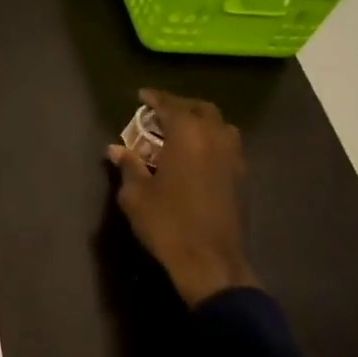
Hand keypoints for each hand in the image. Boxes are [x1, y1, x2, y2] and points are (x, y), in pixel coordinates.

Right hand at [107, 89, 260, 306]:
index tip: (142, 96)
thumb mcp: (136, 196)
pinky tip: (196, 156)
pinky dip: (211, 140)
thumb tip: (116, 149)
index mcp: (188, 135)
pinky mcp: (241, 177)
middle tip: (160, 114)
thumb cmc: (167, 224)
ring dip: (200, 121)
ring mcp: (233, 157)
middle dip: (180, 106)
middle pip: (201, 109)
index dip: (155, 98)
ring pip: (219, 125)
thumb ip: (128, 167)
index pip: (171, 105)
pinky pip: (226, 145)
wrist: (210, 261)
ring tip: (180, 132)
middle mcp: (215, 138)